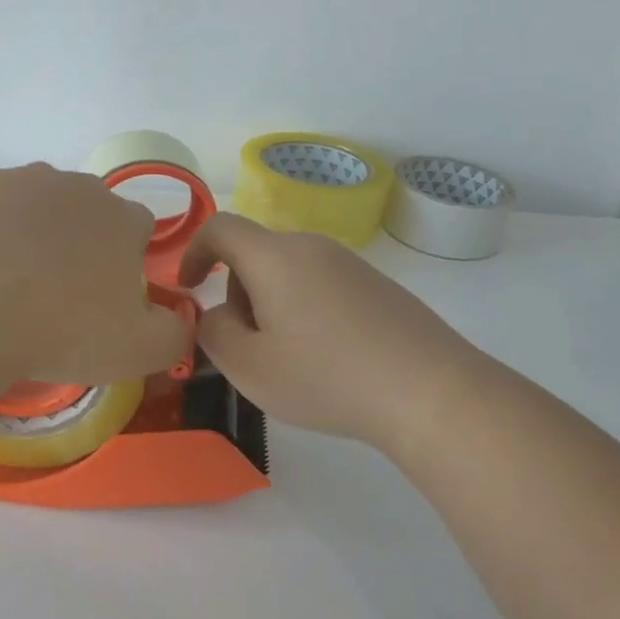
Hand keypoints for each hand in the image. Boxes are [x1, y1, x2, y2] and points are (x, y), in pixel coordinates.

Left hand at [0, 163, 190, 384]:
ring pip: (41, 202)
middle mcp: (80, 187)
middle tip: (59, 293)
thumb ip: (175, 333)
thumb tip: (179, 320)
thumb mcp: (140, 351)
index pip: (140, 228)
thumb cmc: (63, 331)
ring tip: (13, 280)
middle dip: (82, 241)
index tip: (106, 297)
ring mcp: (26, 179)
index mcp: (123, 219)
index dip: (127, 260)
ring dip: (37, 230)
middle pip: (90, 211)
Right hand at [177, 213, 487, 454]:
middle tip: (249, 347)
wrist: (430, 391)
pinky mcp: (378, 284)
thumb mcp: (249, 367)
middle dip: (237, 293)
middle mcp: (312, 246)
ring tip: (291, 360)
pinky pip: (322, 285)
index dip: (193, 251)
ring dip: (272, 305)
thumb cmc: (326, 377)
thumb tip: (219, 313)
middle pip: (255, 254)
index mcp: (275, 256)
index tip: (189, 288)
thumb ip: (213, 332)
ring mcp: (350, 263)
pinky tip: (330, 358)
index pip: (220, 227)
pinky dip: (306, 310)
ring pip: (289, 272)